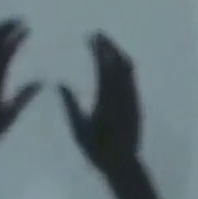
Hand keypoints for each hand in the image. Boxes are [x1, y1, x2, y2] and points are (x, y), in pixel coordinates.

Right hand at [59, 34, 140, 174]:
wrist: (123, 164)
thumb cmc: (97, 149)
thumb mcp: (78, 129)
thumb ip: (70, 105)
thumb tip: (60, 83)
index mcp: (106, 98)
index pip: (103, 66)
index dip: (98, 49)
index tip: (91, 37)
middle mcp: (121, 93)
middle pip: (117, 62)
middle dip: (108, 45)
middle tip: (98, 34)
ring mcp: (131, 96)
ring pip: (127, 67)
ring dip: (117, 51)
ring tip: (108, 43)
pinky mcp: (137, 101)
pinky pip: (132, 76)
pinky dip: (124, 63)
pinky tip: (118, 60)